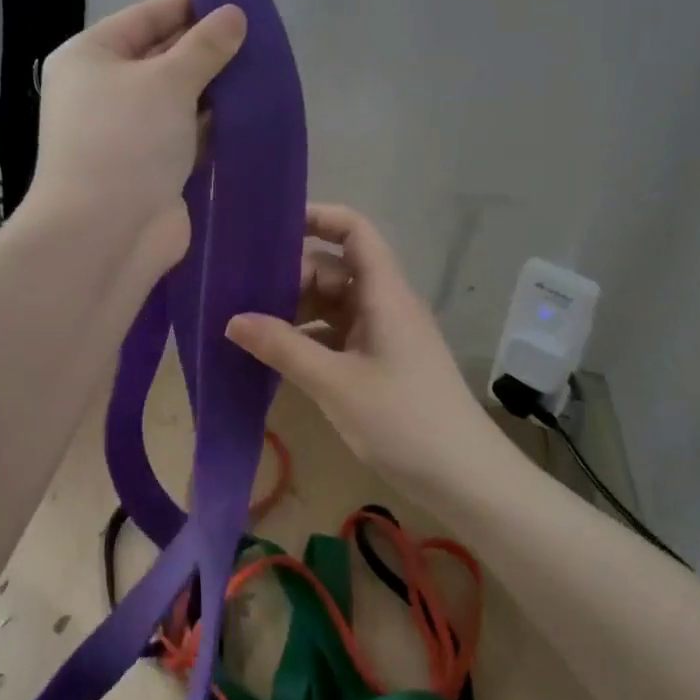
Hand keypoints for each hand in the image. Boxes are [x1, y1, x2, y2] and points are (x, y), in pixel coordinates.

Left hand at [25, 0, 246, 280]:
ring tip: (265, 72)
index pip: (145, 17)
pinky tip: (251, 114)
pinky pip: (186, 135)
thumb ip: (205, 46)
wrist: (105, 233)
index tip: (236, 2)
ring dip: (215, 90)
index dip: (189, 6)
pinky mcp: (150, 167)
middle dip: (207, 50)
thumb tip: (233, 14)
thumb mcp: (168, 81)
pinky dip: (213, 126)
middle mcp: (103, 91)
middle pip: (161, 57)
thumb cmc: (126, 140)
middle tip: (260, 40)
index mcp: (90, 57)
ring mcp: (127, 133)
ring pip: (178, 100)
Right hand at [226, 204, 496, 490]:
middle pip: (334, 269)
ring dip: (296, 311)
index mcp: (383, 293)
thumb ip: (282, 347)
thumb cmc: (404, 421)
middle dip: (291, 276)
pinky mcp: (382, 363)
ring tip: (250, 326)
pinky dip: (309, 339)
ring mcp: (385, 335)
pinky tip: (277, 357)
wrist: (467, 481)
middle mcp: (385, 304)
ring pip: (334, 304)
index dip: (317, 218)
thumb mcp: (335, 383)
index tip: (270, 229)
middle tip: (245, 296)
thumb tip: (232, 320)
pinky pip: (339, 335)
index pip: (354, 230)